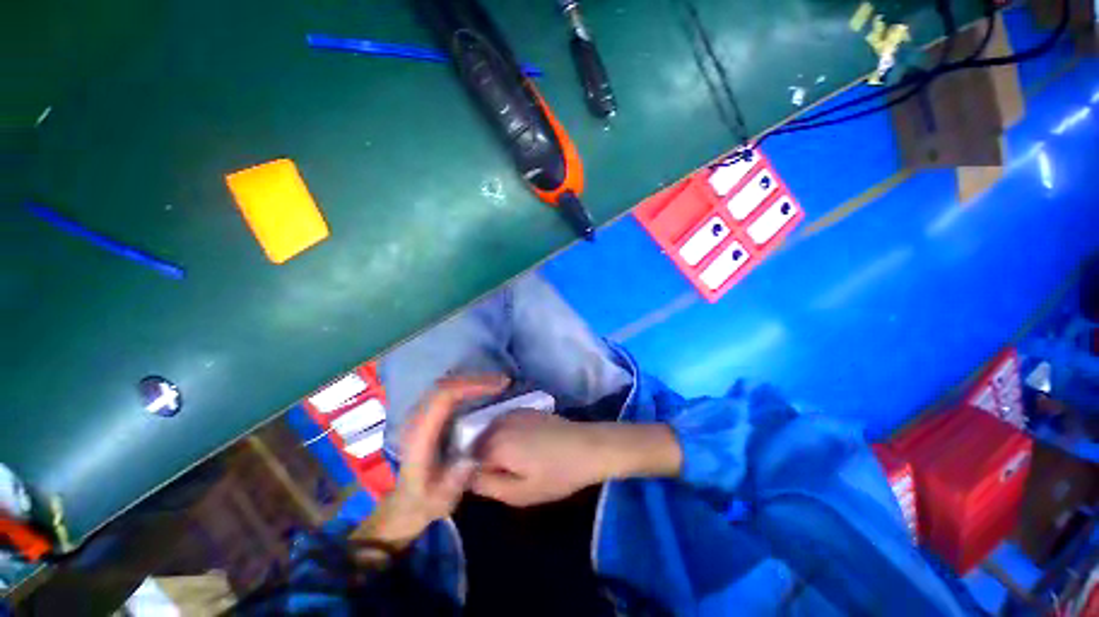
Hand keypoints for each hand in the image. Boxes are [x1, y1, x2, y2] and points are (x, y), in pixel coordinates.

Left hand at [353, 374, 509, 549]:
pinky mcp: (426, 415)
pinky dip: (465, 385)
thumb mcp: (440, 500)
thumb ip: (452, 482)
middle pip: (445, 385)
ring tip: (497, 384)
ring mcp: (419, 414)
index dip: (470, 387)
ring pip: (445, 384)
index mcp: (420, 435)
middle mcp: (416, 419)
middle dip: (475, 379)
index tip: (497, 388)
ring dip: (471, 380)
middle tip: (503, 382)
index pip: (443, 397)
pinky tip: (482, 390)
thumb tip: (470, 459)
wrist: (405, 503)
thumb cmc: (425, 501)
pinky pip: (446, 390)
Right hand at [471, 412, 682, 506]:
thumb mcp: (520, 493)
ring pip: (489, 433)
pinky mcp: (524, 409)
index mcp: (495, 444)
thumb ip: (487, 486)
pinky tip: (525, 446)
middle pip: (477, 444)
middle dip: (483, 459)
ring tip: (516, 461)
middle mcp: (499, 422)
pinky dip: (505, 435)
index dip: (476, 476)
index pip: (467, 462)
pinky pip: (503, 424)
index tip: (492, 484)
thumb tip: (467, 477)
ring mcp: (512, 412)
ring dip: (494, 446)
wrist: (587, 446)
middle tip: (506, 474)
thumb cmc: (557, 474)